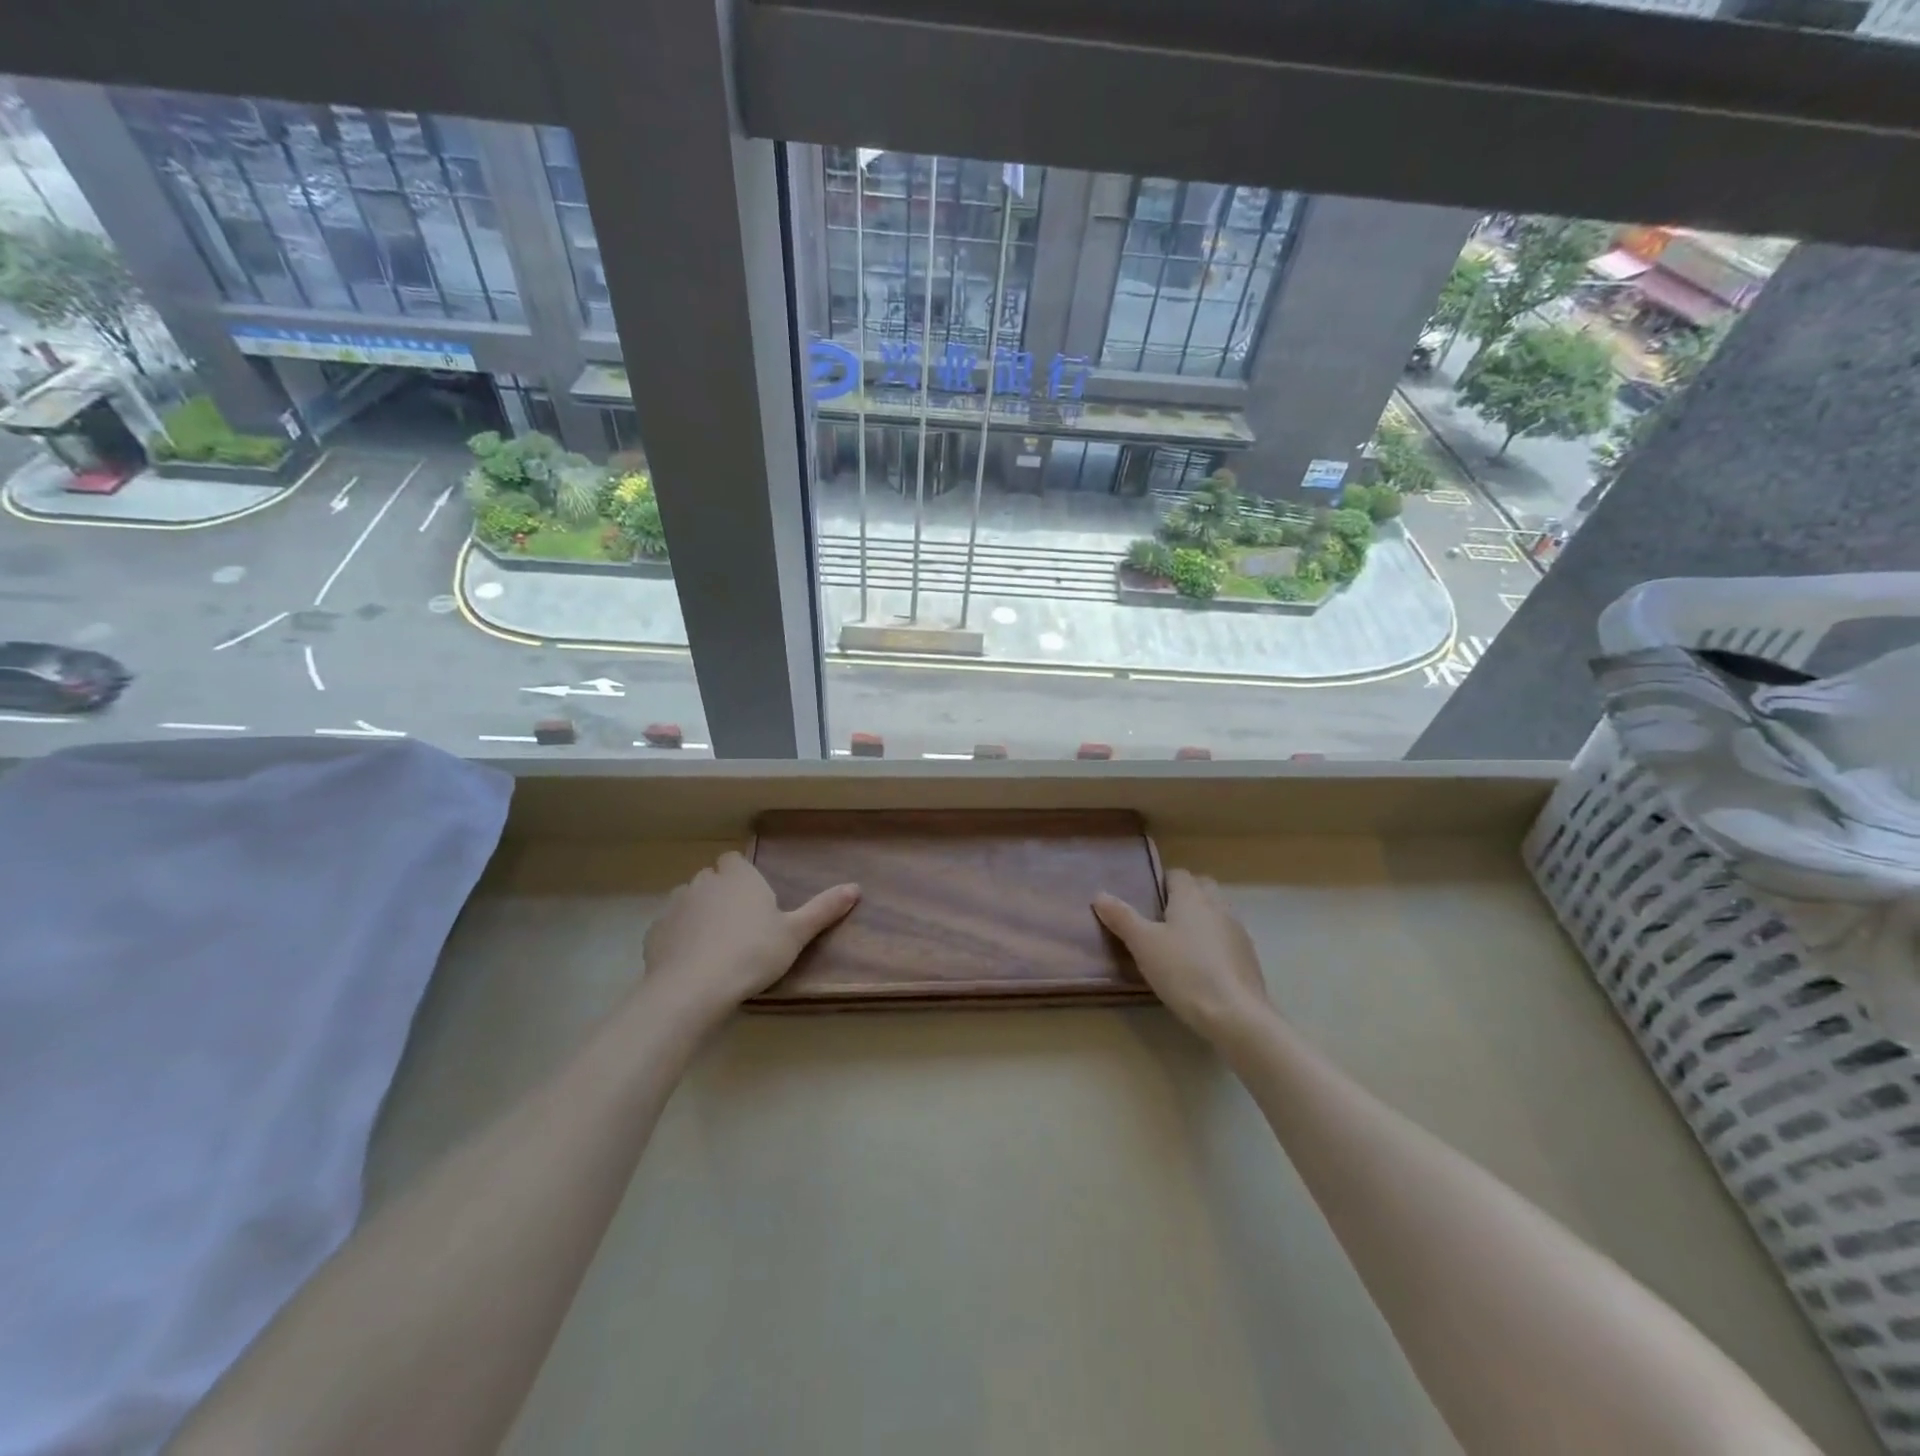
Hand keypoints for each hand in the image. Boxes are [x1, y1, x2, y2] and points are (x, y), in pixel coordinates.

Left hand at [640, 852, 858, 1025]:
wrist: (694, 988)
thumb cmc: (752, 954)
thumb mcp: (796, 934)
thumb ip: (823, 909)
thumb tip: (856, 887)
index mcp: (738, 876)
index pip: (734, 859)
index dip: (741, 876)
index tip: (754, 900)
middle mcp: (704, 882)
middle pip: (711, 878)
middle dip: (721, 894)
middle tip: (740, 926)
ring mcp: (675, 905)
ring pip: (688, 900)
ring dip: (698, 914)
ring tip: (714, 945)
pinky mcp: (654, 932)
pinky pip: (669, 927)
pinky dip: (678, 937)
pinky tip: (691, 961)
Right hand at [1093, 869, 1271, 1041]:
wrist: (1235, 1014)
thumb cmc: (1183, 971)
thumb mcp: (1143, 944)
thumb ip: (1121, 917)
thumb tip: (1099, 895)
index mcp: (1191, 896)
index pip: (1177, 874)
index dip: (1161, 883)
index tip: (1146, 902)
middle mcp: (1218, 905)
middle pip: (1201, 887)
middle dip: (1184, 896)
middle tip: (1161, 920)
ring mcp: (1237, 930)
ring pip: (1217, 912)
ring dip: (1201, 919)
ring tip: (1180, 944)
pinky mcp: (1248, 956)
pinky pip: (1227, 937)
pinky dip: (1215, 943)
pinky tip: (1201, 966)